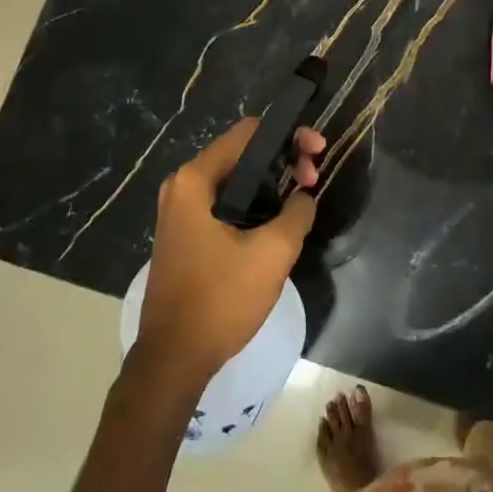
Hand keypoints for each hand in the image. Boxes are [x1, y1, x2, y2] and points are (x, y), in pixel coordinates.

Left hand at [136, 119, 324, 385]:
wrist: (174, 358)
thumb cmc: (221, 299)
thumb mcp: (272, 253)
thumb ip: (297, 212)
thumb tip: (304, 196)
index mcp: (195, 180)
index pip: (248, 133)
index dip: (288, 135)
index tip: (317, 151)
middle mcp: (182, 186)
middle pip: (241, 154)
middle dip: (282, 159)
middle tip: (314, 178)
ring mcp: (180, 211)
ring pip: (235, 180)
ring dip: (271, 183)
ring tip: (302, 198)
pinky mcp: (186, 234)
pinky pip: (225, 203)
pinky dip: (253, 203)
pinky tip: (278, 220)